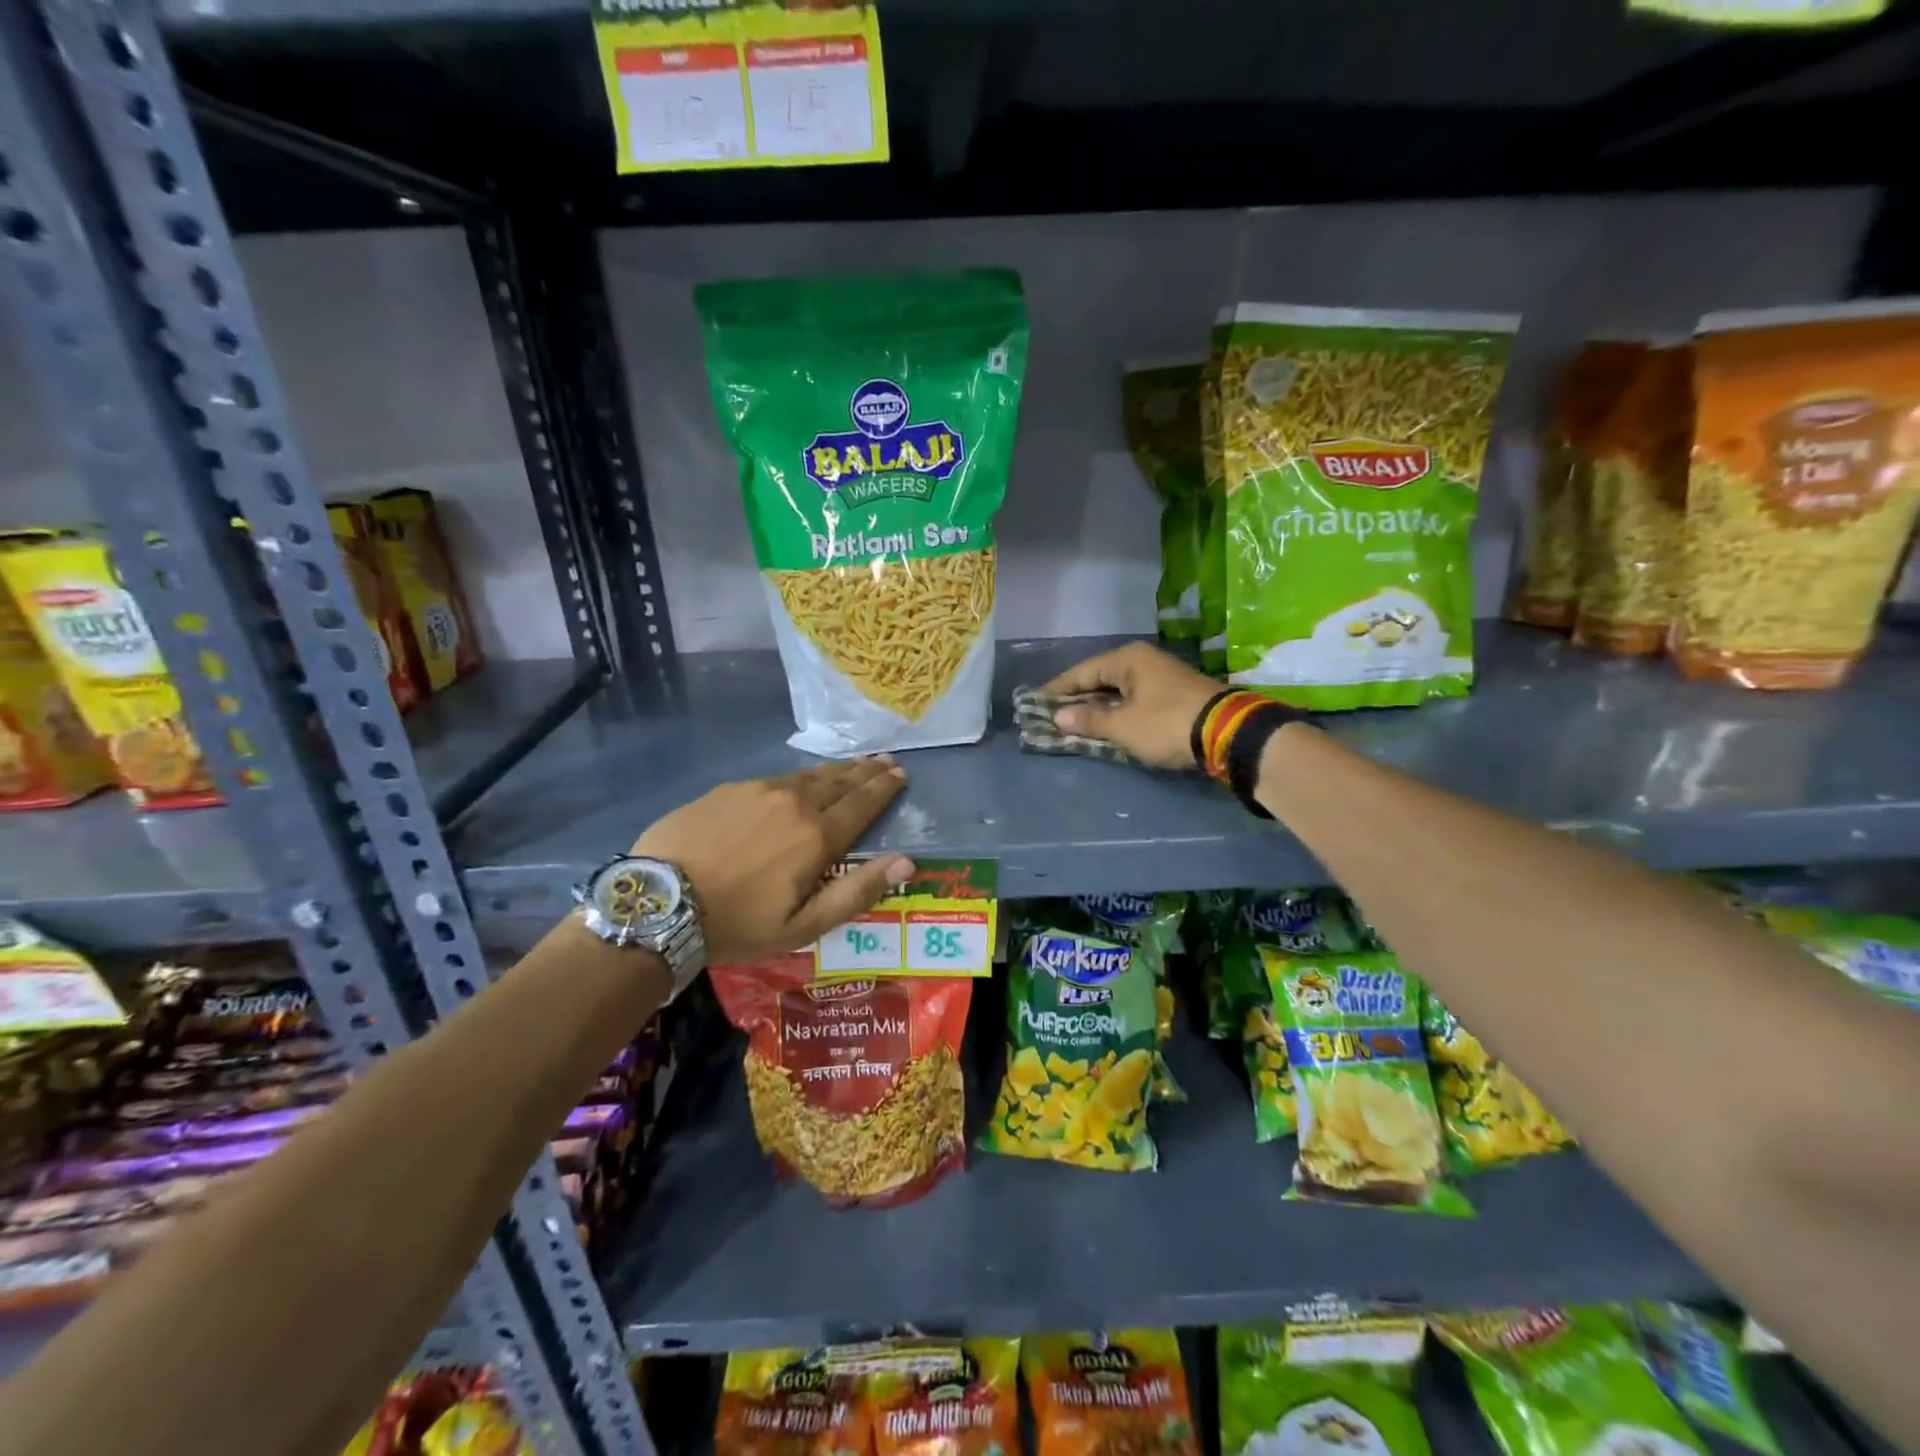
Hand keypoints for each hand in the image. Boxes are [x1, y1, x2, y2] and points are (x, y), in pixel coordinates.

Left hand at [633, 759, 912, 963]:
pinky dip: (798, 777)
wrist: (660, 902)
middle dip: (865, 771)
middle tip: (884, 761)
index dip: (883, 789)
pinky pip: (775, 778)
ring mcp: (759, 790)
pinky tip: (798, 780)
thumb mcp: (803, 925)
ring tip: (852, 765)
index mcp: (817, 836)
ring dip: (835, 770)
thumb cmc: (738, 923)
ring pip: (807, 775)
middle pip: (839, 781)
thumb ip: (857, 891)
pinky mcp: (729, 789)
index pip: (861, 804)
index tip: (900, 774)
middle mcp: (794, 802)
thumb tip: (907, 861)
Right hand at [1041, 641, 1220, 770]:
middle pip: (1100, 679)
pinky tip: (1108, 726)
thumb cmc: (1166, 723)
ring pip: (1119, 691)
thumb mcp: (1123, 725)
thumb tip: (1060, 717)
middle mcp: (1143, 661)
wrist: (1228, 732)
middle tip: (1052, 716)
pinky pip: (1135, 700)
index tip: (1035, 703)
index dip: (1057, 690)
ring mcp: (1162, 677)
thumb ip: (1090, 720)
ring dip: (1098, 708)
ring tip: (1075, 724)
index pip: (1081, 672)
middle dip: (1077, 699)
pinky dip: (1119, 712)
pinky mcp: (1175, 695)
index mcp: (1127, 659)